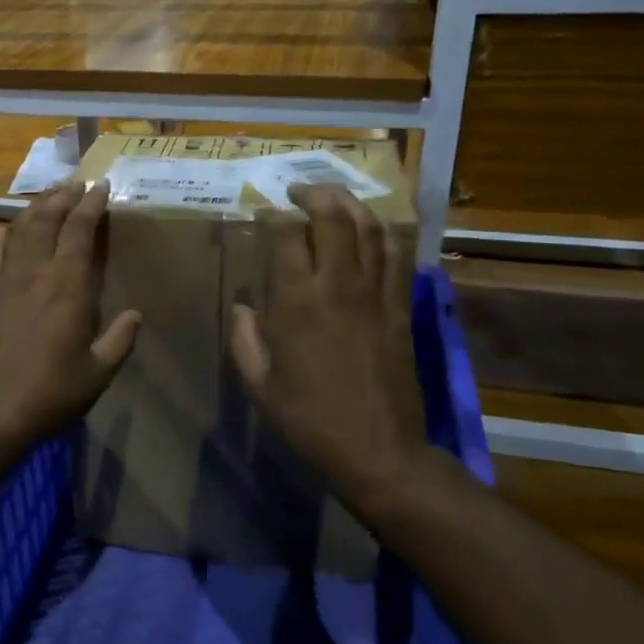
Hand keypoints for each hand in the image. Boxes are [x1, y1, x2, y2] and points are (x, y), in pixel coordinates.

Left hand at [0, 182, 140, 453]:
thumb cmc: (52, 394)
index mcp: (67, 288)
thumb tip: (136, 315)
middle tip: (77, 184)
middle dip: (63, 196)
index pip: (79, 231)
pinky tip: (11, 229)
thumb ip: (120, 340)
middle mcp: (35, 275)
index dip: (91, 204)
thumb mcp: (99, 373)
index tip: (102, 186)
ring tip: (49, 196)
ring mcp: (5, 283)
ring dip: (36, 208)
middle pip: (46, 220)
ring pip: (20, 230)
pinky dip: (7, 234)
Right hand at [229, 185, 428, 514]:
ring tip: (332, 199)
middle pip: (333, 218)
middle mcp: (338, 287)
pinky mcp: (400, 308)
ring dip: (350, 204)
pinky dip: (381, 235)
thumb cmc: (310, 420)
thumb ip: (245, 339)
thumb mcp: (260, 385)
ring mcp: (376, 295)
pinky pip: (396, 257)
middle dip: (313, 194)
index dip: (272, 215)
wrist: (379, 452)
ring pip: (370, 229)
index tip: (262, 211)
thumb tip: (243, 306)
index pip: (285, 236)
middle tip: (297, 192)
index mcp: (297, 303)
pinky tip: (369, 233)